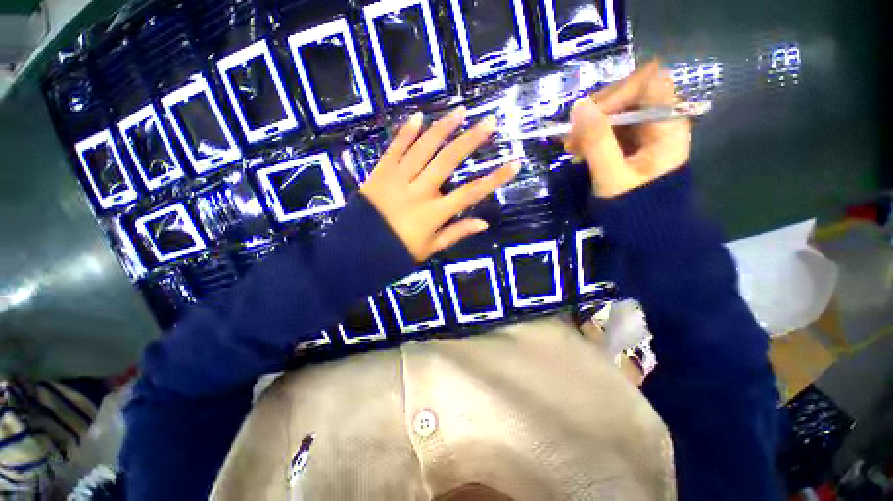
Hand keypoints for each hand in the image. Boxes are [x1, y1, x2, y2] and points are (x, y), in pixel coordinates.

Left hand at [361, 108, 519, 261]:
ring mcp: (397, 179)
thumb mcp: (429, 250)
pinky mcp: (379, 174)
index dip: (494, 179)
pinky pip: (393, 149)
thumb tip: (483, 223)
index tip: (514, 163)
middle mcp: (418, 192)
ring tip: (460, 112)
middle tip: (489, 122)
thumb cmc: (395, 254)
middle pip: (448, 161)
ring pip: (422, 148)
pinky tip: (418, 117)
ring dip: (442, 128)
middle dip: (471, 140)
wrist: (355, 253)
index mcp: (433, 214)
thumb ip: (455, 233)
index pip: (470, 193)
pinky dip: (405, 133)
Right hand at [565, 59, 691, 197]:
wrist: (646, 230)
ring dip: (588, 126)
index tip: (587, 116)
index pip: (647, 81)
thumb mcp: (612, 176)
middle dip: (596, 112)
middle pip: (628, 94)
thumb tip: (577, 106)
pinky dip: (590, 137)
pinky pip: (609, 129)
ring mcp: (645, 132)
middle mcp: (659, 121)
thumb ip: (597, 141)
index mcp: (667, 124)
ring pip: (615, 112)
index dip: (616, 92)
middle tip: (570, 136)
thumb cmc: (636, 205)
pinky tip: (577, 152)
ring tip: (570, 147)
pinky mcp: (632, 143)